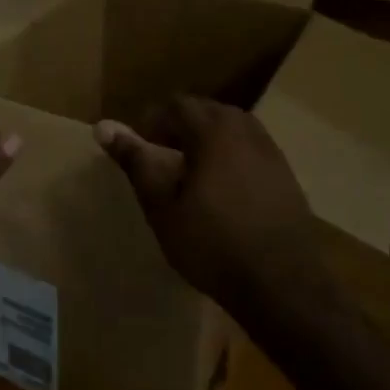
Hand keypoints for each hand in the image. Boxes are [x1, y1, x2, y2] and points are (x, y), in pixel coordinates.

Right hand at [95, 96, 317, 306]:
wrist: (282, 283)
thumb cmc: (212, 243)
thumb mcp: (162, 206)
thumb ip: (136, 161)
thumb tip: (103, 126)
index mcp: (214, 131)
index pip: (178, 105)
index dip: (154, 121)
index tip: (141, 147)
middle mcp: (246, 131)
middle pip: (208, 111)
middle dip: (181, 126)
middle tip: (162, 156)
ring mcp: (272, 153)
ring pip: (233, 128)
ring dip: (208, 139)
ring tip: (192, 171)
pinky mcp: (286, 176)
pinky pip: (252, 149)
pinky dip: (231, 156)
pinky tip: (224, 189)